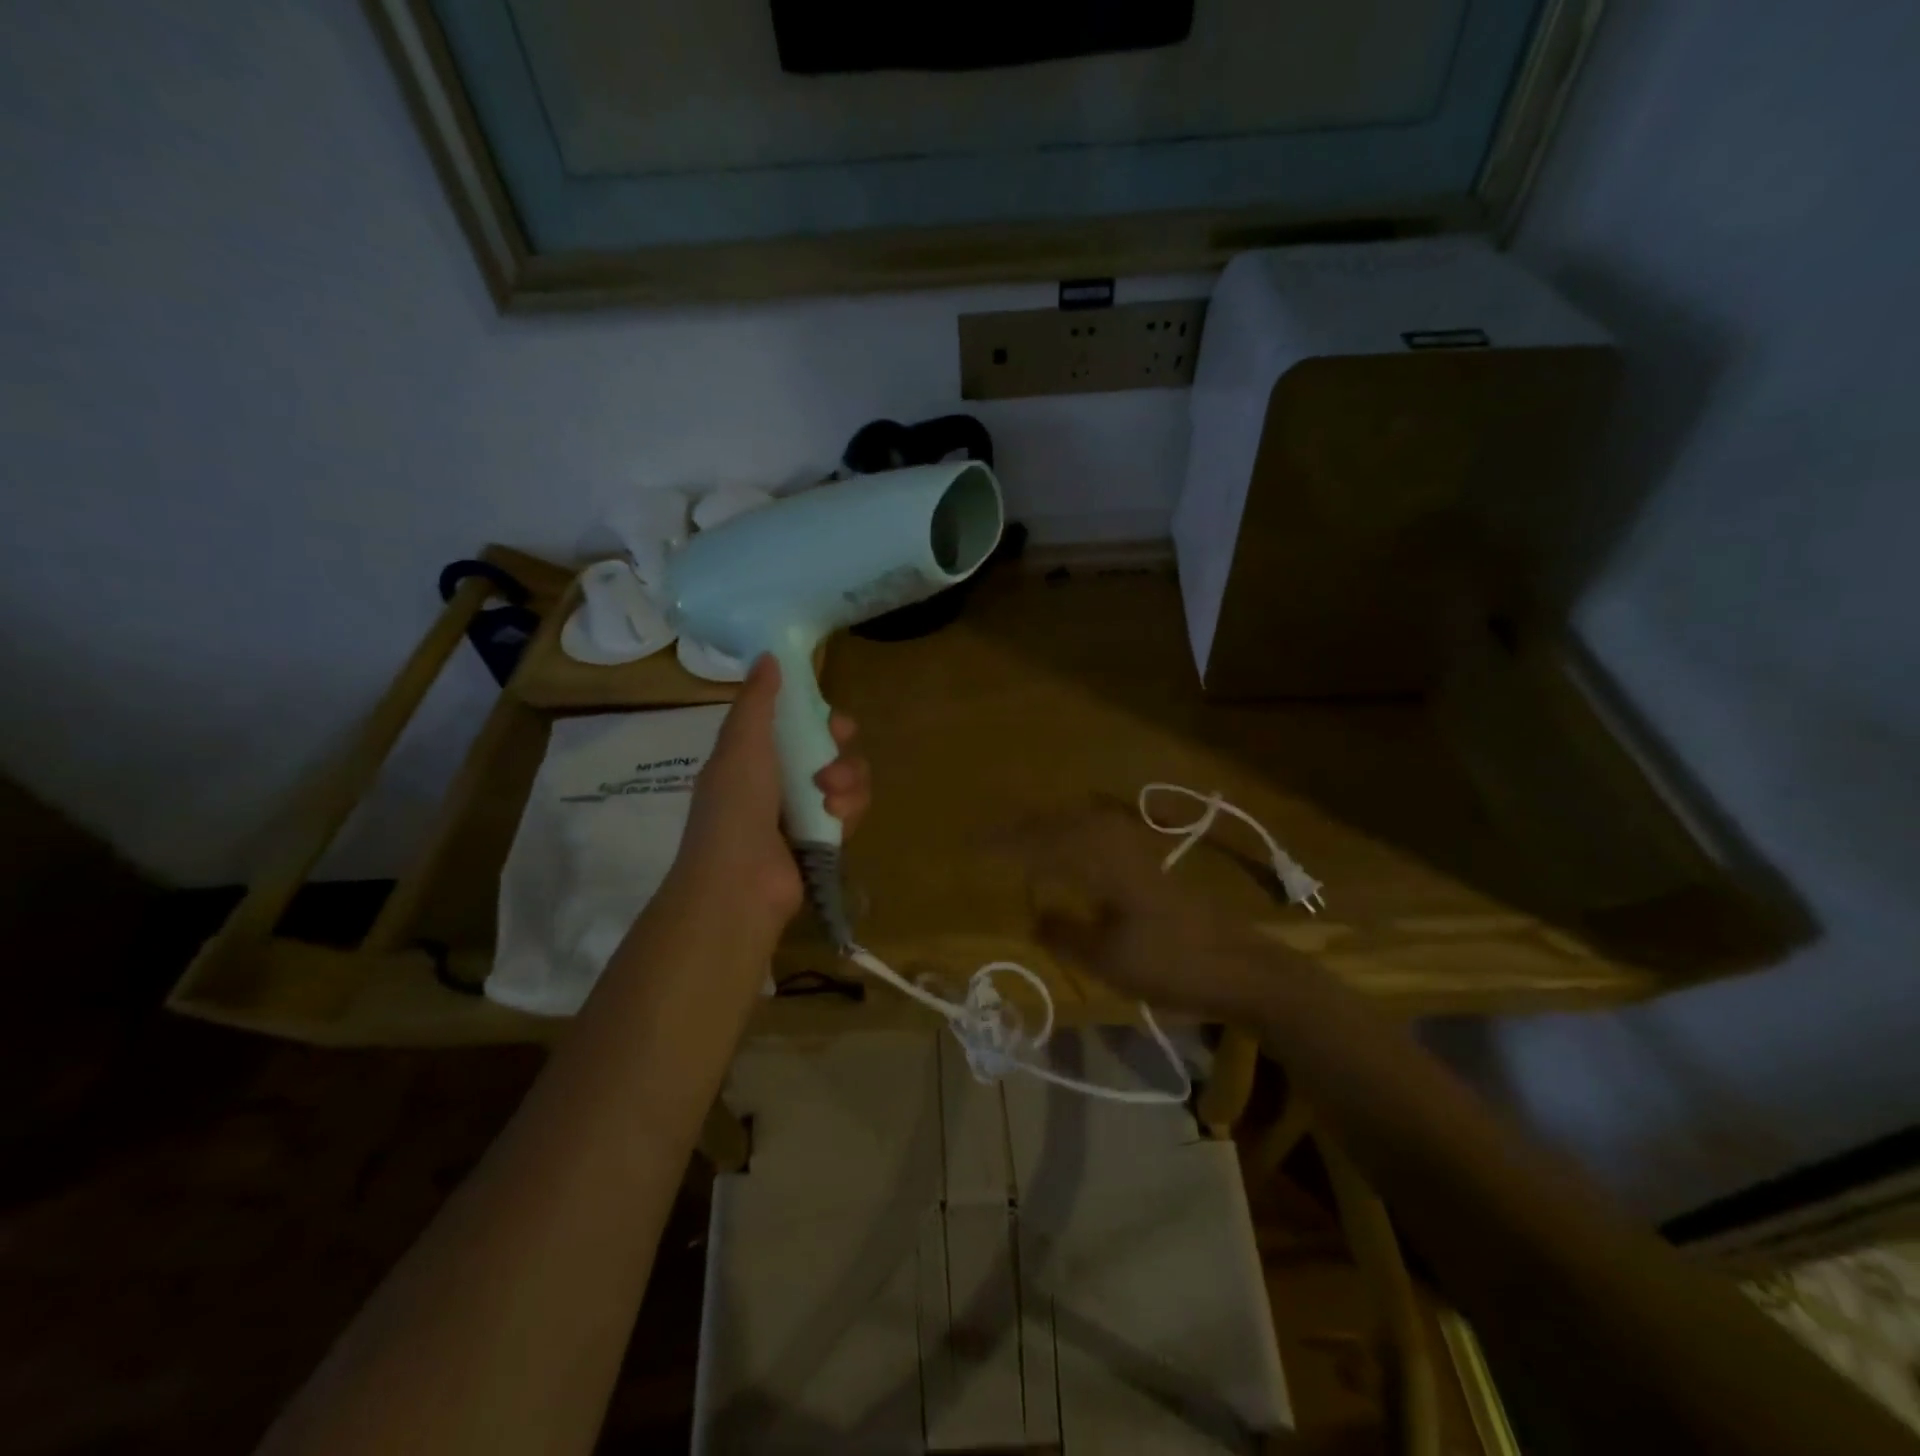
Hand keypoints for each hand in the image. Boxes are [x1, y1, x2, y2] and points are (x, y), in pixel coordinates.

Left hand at [672, 654, 869, 940]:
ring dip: (847, 781)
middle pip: (828, 751)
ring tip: (831, 799)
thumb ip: (758, 701)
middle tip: (834, 760)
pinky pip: (851, 812)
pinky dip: (849, 811)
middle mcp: (778, 782)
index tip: (832, 721)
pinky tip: (837, 819)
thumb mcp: (742, 745)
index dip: (818, 718)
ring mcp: (801, 814)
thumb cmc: (736, 808)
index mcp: (753, 757)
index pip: (795, 725)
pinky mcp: (822, 841)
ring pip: (846, 780)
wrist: (740, 884)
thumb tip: (768, 655)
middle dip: (840, 752)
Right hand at [1003, 803, 1303, 1017]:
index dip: (1006, 844)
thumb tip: (1033, 915)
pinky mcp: (1150, 862)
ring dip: (1048, 825)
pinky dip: (1073, 833)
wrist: (1241, 967)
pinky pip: (1099, 832)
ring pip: (1081, 823)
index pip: (1043, 844)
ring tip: (1020, 837)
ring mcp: (1138, 849)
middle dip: (1022, 827)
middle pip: (1061, 823)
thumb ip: (1065, 934)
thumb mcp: (1108, 961)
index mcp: (1103, 864)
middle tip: (989, 838)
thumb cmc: (1172, 966)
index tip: (973, 847)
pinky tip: (1070, 848)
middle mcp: (1117, 845)